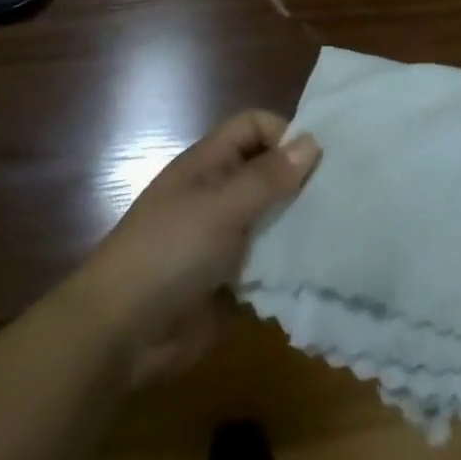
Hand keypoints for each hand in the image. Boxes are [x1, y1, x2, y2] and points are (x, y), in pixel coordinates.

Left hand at [77, 111, 320, 385]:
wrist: (119, 333)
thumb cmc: (169, 251)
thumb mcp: (222, 207)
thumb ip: (268, 176)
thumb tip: (313, 141)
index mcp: (209, 163)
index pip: (255, 126)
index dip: (284, 134)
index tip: (317, 160)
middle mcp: (218, 191)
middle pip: (267, 170)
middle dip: (299, 179)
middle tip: (340, 195)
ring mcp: (222, 235)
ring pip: (271, 215)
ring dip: (297, 222)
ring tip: (338, 230)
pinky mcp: (227, 277)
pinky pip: (266, 259)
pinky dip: (286, 261)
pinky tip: (315, 268)